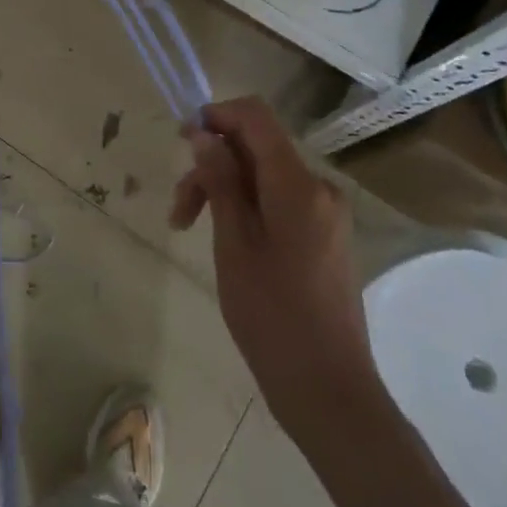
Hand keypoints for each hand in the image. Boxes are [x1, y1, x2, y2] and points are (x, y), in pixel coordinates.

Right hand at [169, 96, 381, 427]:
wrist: (329, 391)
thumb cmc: (272, 316)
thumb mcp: (234, 244)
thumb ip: (220, 181)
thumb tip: (204, 134)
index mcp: (298, 184)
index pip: (256, 117)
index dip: (217, 115)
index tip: (182, 139)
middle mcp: (318, 188)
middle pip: (257, 149)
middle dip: (213, 165)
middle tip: (178, 209)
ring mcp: (326, 213)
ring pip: (265, 177)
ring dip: (225, 190)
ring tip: (190, 229)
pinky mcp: (325, 236)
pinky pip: (281, 200)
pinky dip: (248, 208)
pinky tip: (227, 240)